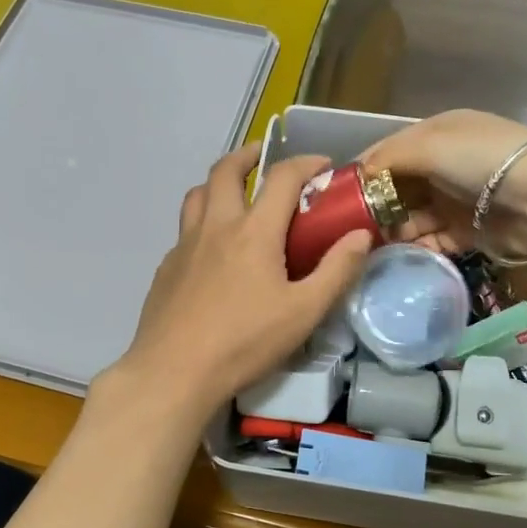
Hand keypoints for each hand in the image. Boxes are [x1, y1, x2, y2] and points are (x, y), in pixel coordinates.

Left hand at [101, 145, 374, 424]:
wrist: (174, 372)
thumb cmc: (244, 343)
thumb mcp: (303, 312)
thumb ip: (336, 271)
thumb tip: (360, 235)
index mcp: (253, 232)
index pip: (282, 178)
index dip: (306, 163)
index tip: (324, 166)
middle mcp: (215, 227)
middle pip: (226, 170)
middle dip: (249, 155)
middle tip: (265, 159)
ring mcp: (184, 246)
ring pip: (197, 195)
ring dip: (219, 183)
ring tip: (236, 196)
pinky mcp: (166, 268)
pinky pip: (185, 230)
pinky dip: (202, 223)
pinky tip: (213, 251)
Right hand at [360, 110, 526, 257]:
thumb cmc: (479, 160)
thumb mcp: (428, 145)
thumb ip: (386, 159)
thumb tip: (355, 175)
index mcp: (435, 135)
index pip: (387, 151)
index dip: (361, 171)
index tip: (334, 196)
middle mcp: (443, 165)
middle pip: (397, 187)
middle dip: (373, 206)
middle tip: (346, 229)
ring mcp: (455, 200)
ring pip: (411, 217)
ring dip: (392, 230)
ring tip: (366, 246)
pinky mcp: (466, 232)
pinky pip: (431, 240)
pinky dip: (415, 247)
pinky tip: (396, 255)